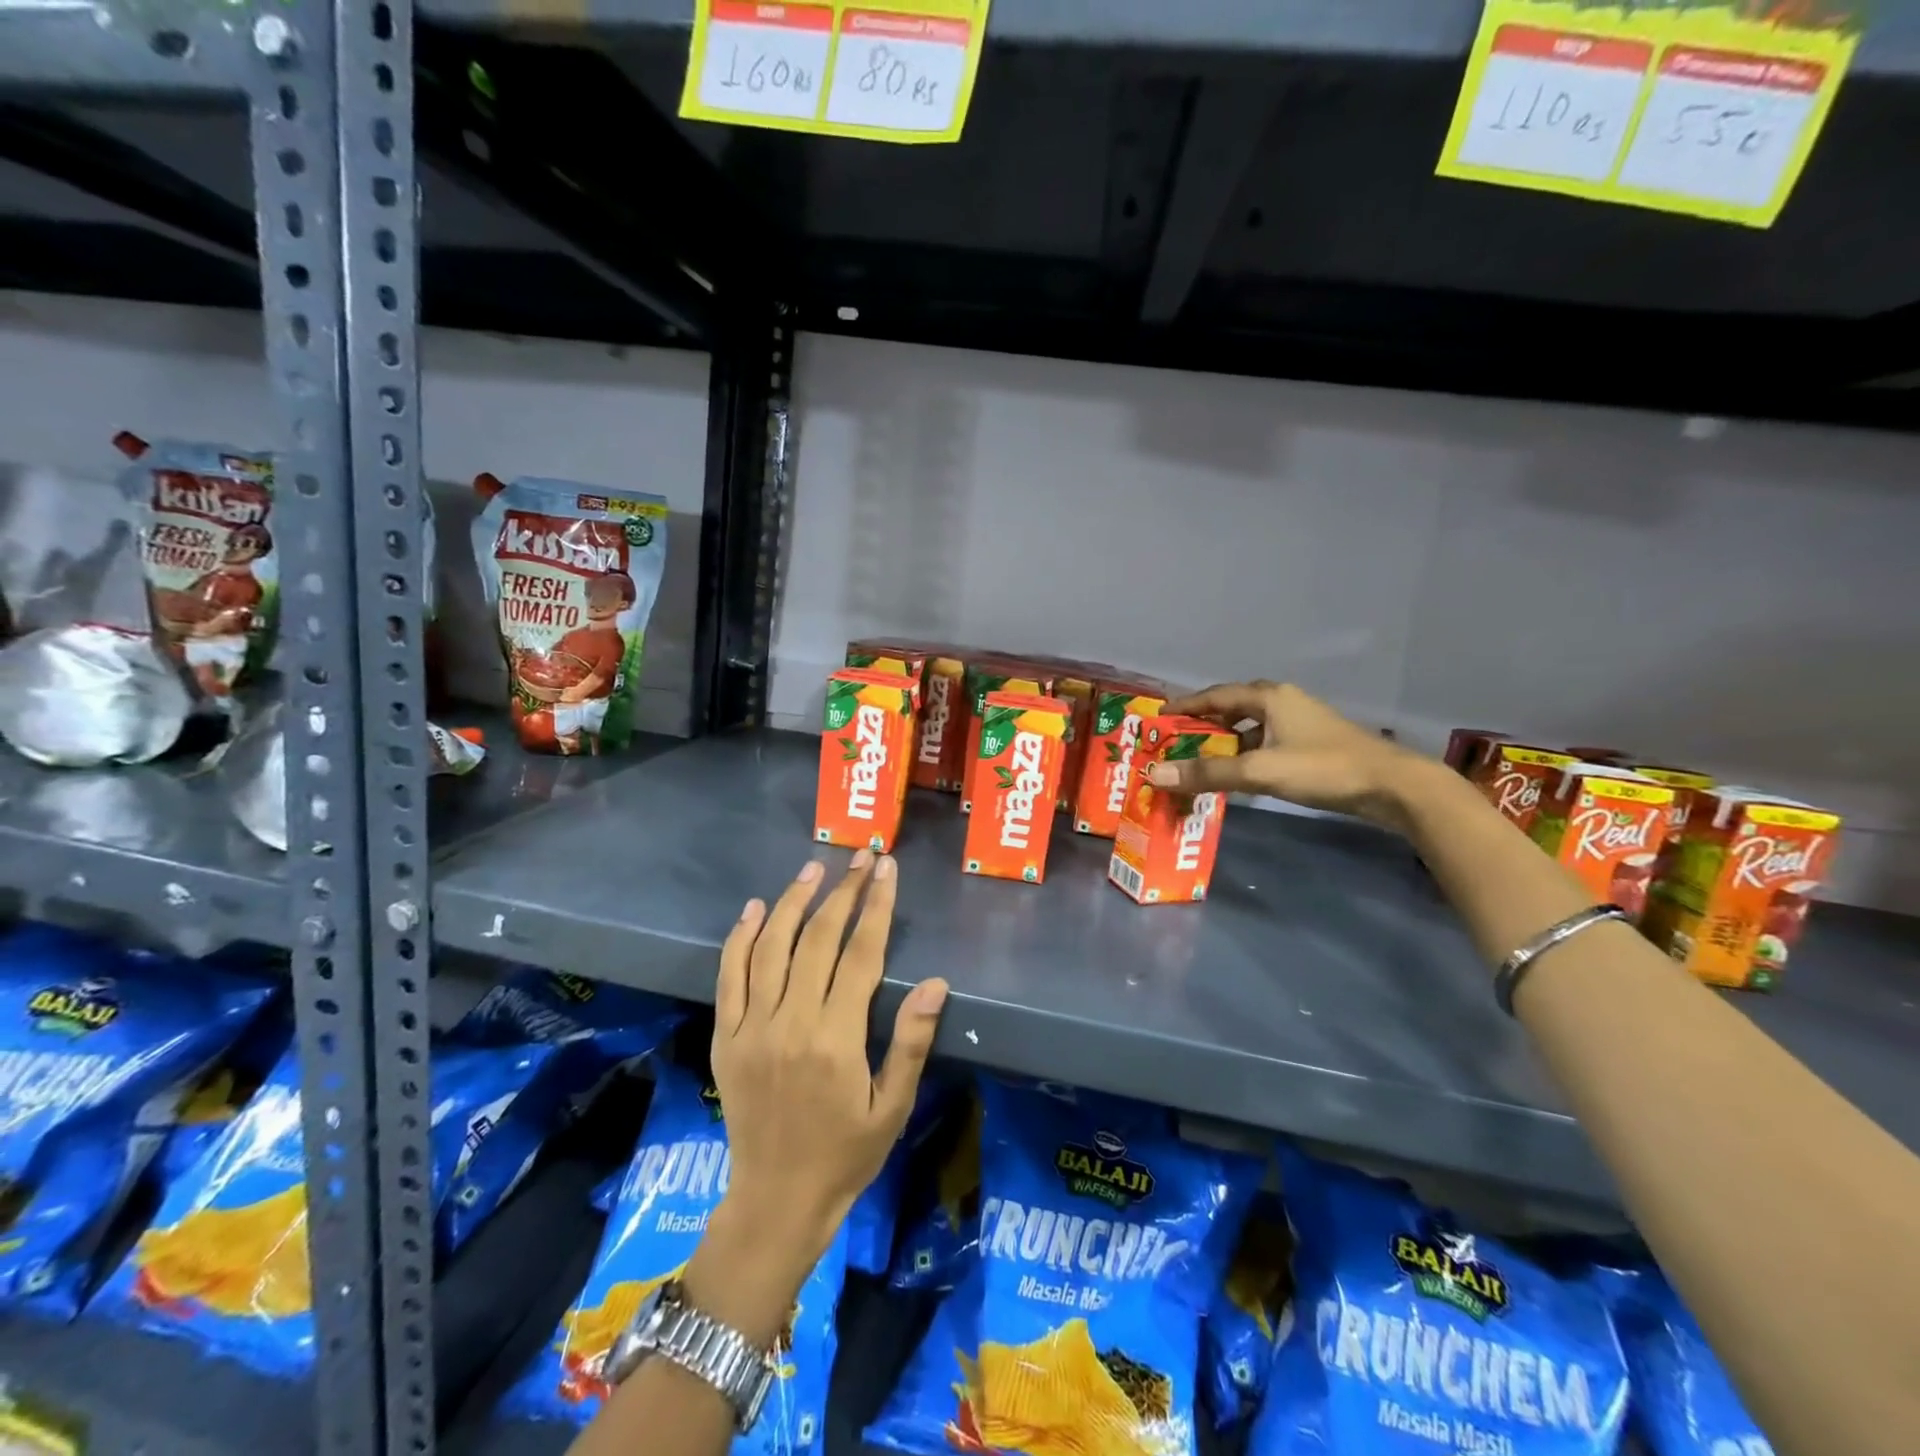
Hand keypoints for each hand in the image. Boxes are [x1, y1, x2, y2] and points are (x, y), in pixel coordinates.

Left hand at [711, 853, 949, 1265]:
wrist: (776, 1200)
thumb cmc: (846, 1155)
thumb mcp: (892, 1107)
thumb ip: (911, 1042)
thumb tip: (937, 983)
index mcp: (836, 1040)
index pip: (860, 954)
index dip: (876, 906)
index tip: (886, 869)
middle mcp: (790, 1024)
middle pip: (817, 939)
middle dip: (843, 892)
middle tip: (861, 857)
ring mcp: (751, 1028)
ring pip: (771, 947)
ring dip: (794, 902)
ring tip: (815, 868)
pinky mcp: (726, 1037)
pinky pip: (729, 976)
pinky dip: (741, 938)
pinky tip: (756, 908)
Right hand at [1145, 680, 1423, 831]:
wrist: (1392, 786)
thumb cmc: (1323, 768)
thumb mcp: (1260, 771)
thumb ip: (1207, 773)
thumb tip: (1154, 774)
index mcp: (1269, 697)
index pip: (1215, 696)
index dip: (1186, 705)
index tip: (1159, 716)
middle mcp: (1282, 703)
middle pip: (1231, 709)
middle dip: (1202, 725)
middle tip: (1173, 741)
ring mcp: (1299, 724)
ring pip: (1249, 729)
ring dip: (1223, 743)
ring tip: (1197, 761)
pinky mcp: (1310, 745)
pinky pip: (1264, 744)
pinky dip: (1244, 756)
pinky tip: (1236, 776)